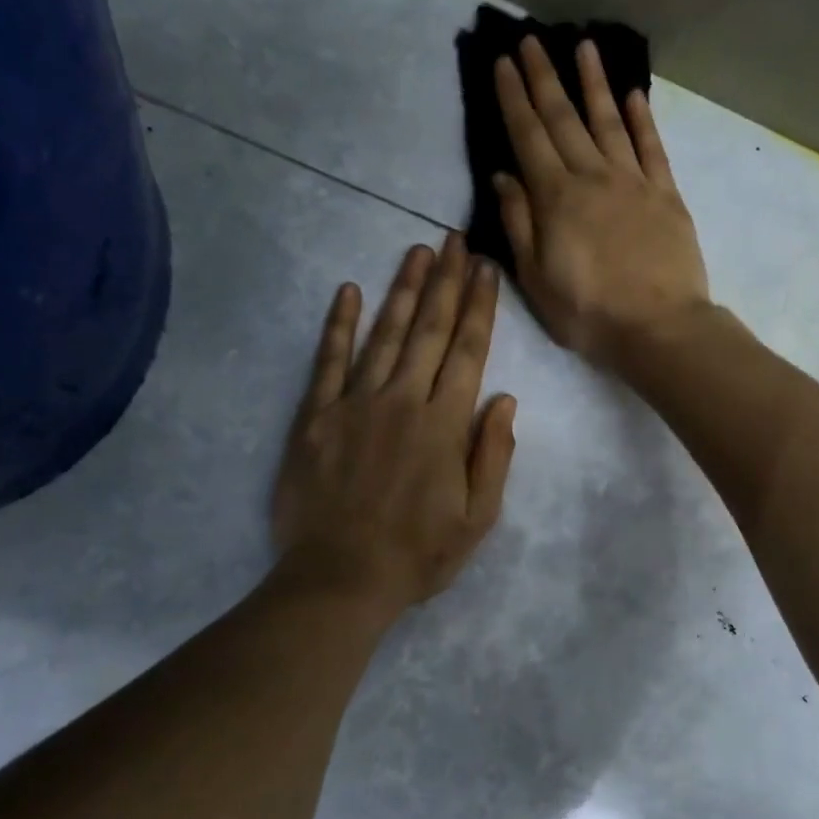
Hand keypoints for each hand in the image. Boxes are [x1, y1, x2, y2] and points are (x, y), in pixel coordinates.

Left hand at [272, 235, 516, 615]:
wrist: (339, 579)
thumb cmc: (418, 555)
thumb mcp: (478, 518)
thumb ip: (493, 454)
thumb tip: (503, 399)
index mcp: (444, 425)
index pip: (467, 351)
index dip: (479, 307)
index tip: (485, 269)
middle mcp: (402, 401)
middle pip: (429, 330)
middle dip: (446, 281)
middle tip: (455, 239)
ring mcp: (354, 404)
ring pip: (384, 334)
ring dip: (403, 289)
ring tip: (417, 250)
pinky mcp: (315, 416)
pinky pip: (328, 361)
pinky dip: (338, 325)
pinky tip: (348, 291)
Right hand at [492, 36, 710, 366]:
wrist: (659, 328)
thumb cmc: (589, 313)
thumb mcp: (536, 279)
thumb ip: (518, 224)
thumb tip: (502, 176)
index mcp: (556, 198)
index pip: (528, 137)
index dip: (513, 98)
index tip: (503, 62)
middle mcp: (593, 177)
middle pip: (564, 119)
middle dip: (544, 78)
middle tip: (530, 39)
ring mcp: (634, 182)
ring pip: (609, 121)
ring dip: (593, 83)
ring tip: (583, 46)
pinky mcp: (666, 195)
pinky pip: (652, 147)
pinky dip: (641, 119)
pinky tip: (632, 95)